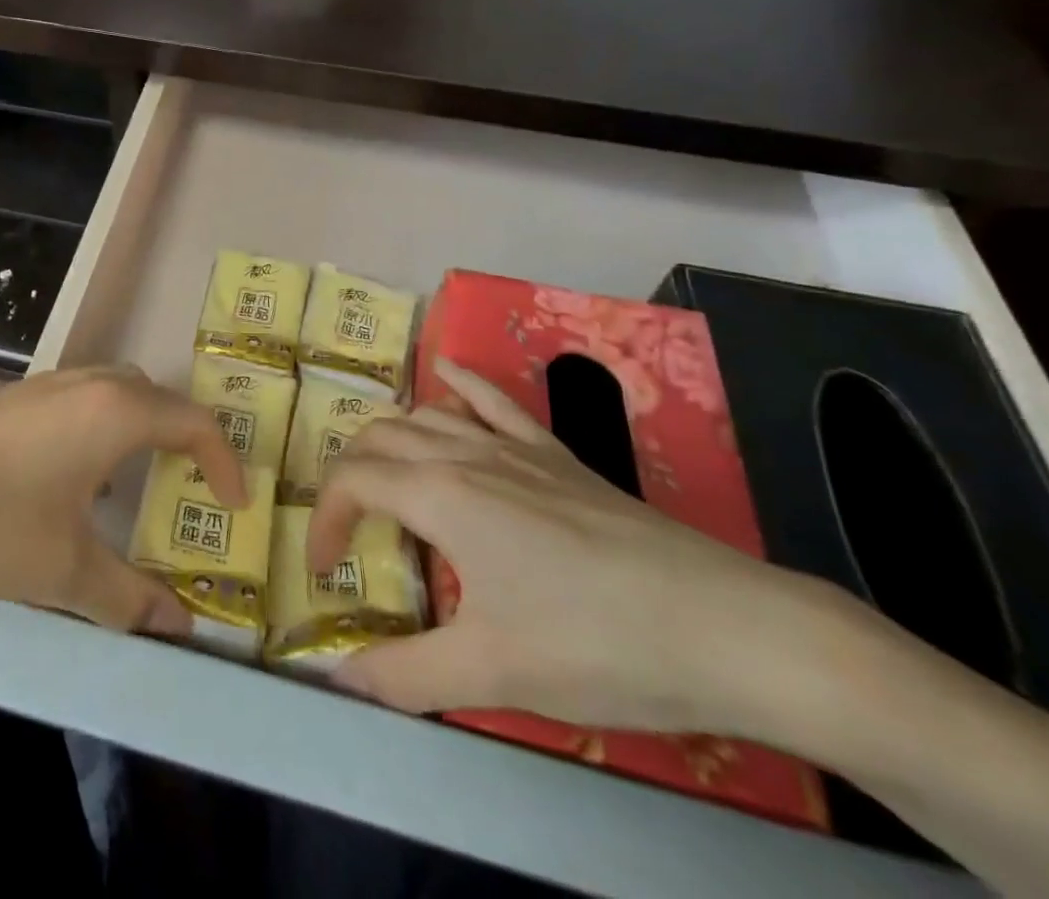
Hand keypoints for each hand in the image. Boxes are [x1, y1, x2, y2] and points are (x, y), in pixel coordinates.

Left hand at [0, 366, 246, 634]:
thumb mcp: (62, 571)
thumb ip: (128, 600)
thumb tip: (179, 628)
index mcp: (116, 412)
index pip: (195, 422)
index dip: (224, 461)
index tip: (235, 505)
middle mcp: (90, 383)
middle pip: (159, 398)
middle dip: (185, 440)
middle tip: (192, 490)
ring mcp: (49, 384)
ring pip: (118, 394)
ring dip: (142, 432)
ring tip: (139, 487)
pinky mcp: (17, 396)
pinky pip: (83, 402)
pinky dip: (103, 431)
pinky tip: (76, 481)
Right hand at [309, 357, 835, 733]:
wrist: (726, 629)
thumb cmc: (597, 646)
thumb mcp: (492, 674)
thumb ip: (404, 675)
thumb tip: (338, 677)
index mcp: (440, 495)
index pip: (351, 482)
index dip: (323, 520)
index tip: (326, 572)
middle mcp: (466, 454)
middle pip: (379, 439)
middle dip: (347, 477)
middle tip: (348, 531)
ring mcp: (514, 448)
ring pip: (427, 416)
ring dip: (388, 438)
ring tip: (379, 477)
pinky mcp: (555, 455)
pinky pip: (494, 400)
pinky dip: (460, 383)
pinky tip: (445, 371)